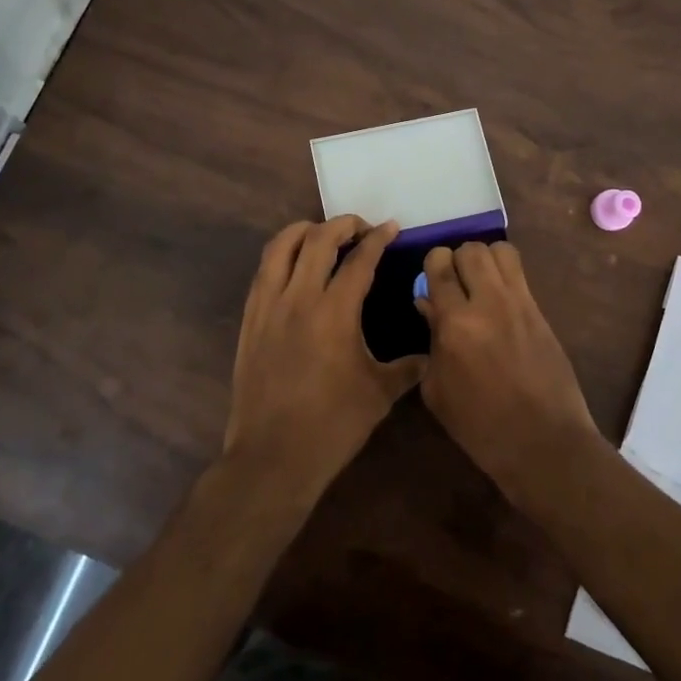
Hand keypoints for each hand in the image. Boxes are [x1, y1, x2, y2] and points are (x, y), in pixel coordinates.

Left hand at [223, 217, 421, 507]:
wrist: (273, 456)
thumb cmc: (333, 425)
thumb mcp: (380, 394)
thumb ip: (408, 367)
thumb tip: (430, 353)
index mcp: (335, 312)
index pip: (359, 260)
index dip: (378, 239)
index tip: (391, 228)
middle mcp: (299, 298)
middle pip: (318, 239)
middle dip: (343, 224)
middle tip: (362, 229)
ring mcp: (268, 306)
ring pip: (281, 246)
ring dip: (305, 230)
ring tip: (324, 234)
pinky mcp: (249, 319)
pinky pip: (263, 271)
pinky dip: (281, 255)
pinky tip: (294, 265)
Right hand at [415, 241, 601, 505]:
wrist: (543, 442)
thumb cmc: (480, 426)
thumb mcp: (438, 390)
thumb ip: (431, 339)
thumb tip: (428, 304)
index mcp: (456, 323)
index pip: (440, 264)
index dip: (433, 265)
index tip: (432, 282)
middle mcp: (488, 302)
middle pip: (471, 249)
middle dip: (458, 259)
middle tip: (455, 283)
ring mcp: (520, 303)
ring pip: (500, 250)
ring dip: (485, 260)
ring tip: (480, 284)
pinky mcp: (541, 311)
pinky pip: (520, 273)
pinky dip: (505, 275)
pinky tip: (499, 301)